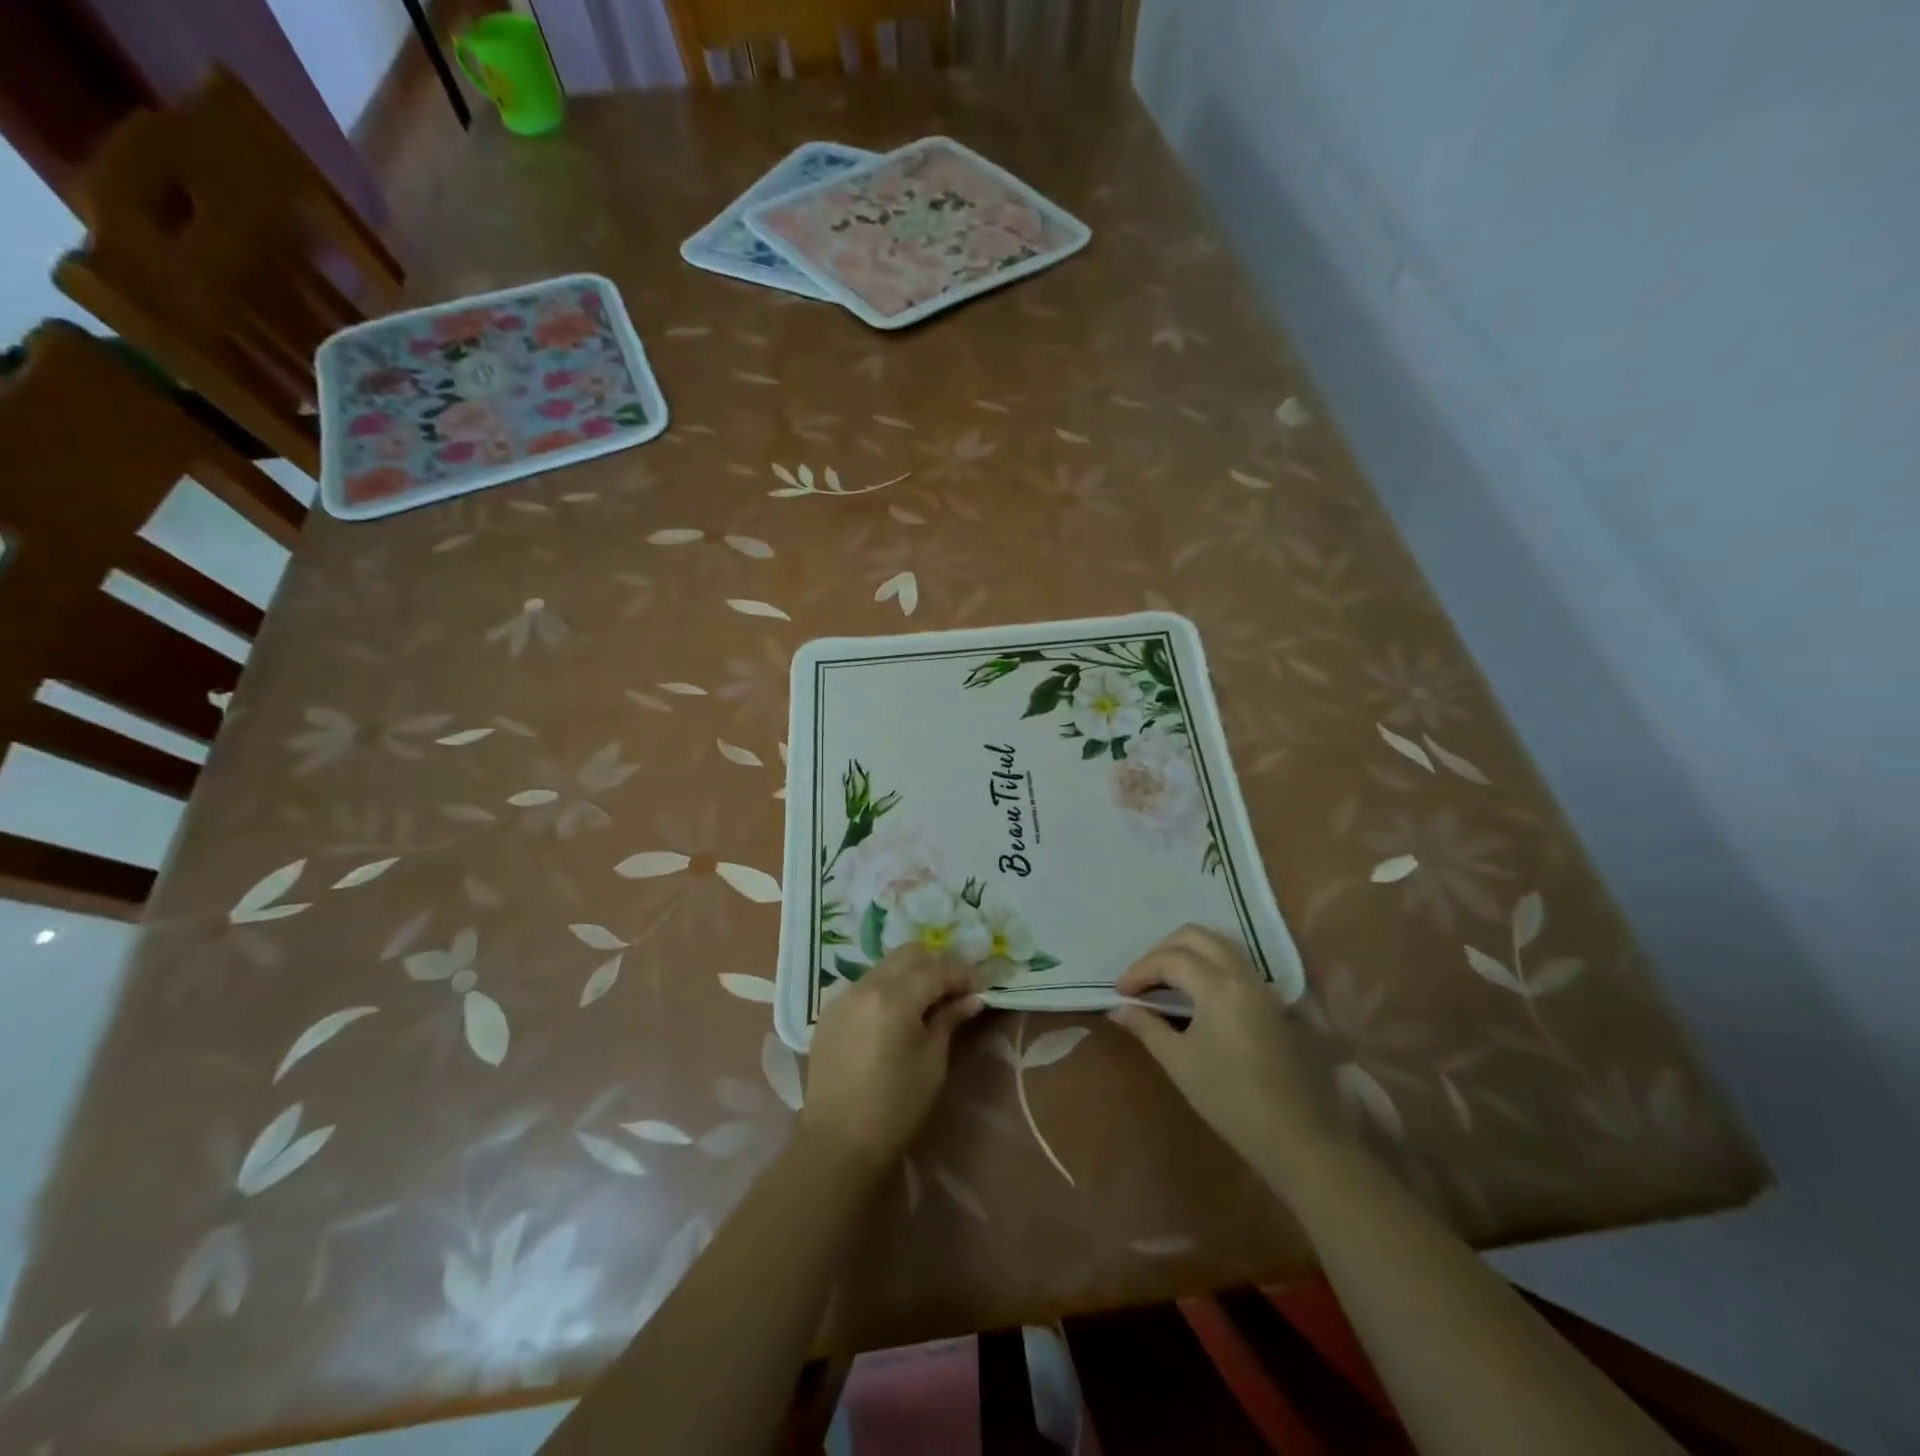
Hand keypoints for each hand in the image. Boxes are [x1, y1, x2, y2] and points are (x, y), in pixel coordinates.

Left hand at [798, 946, 984, 1178]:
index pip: (936, 969)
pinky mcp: (830, 1011)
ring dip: (912, 972)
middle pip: (908, 955)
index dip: (962, 974)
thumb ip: (949, 1020)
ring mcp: (843, 996)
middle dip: (937, 963)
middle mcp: (866, 986)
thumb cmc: (895, 1107)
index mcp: (893, 998)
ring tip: (930, 998)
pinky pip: (866, 984)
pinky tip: (899, 1011)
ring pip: (886, 965)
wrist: (838, 1143)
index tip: (980, 987)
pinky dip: (888, 986)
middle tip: (957, 987)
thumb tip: (971, 999)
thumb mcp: (932, 1062)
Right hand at [1110, 924, 1338, 1174]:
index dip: (1139, 970)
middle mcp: (1243, 975)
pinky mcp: (1273, 1003)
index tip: (1119, 992)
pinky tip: (1195, 994)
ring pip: (1218, 945)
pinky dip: (1208, 966)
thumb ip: (1146, 1026)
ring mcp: (1262, 987)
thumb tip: (1118, 1009)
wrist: (1295, 1137)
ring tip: (1165, 983)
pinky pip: (1234, 964)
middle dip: (1162, 951)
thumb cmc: (1230, 1099)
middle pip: (1196, 937)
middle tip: (1141, 980)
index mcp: (1218, 986)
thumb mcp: (1179, 1062)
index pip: (1170, 959)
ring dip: (1187, 954)